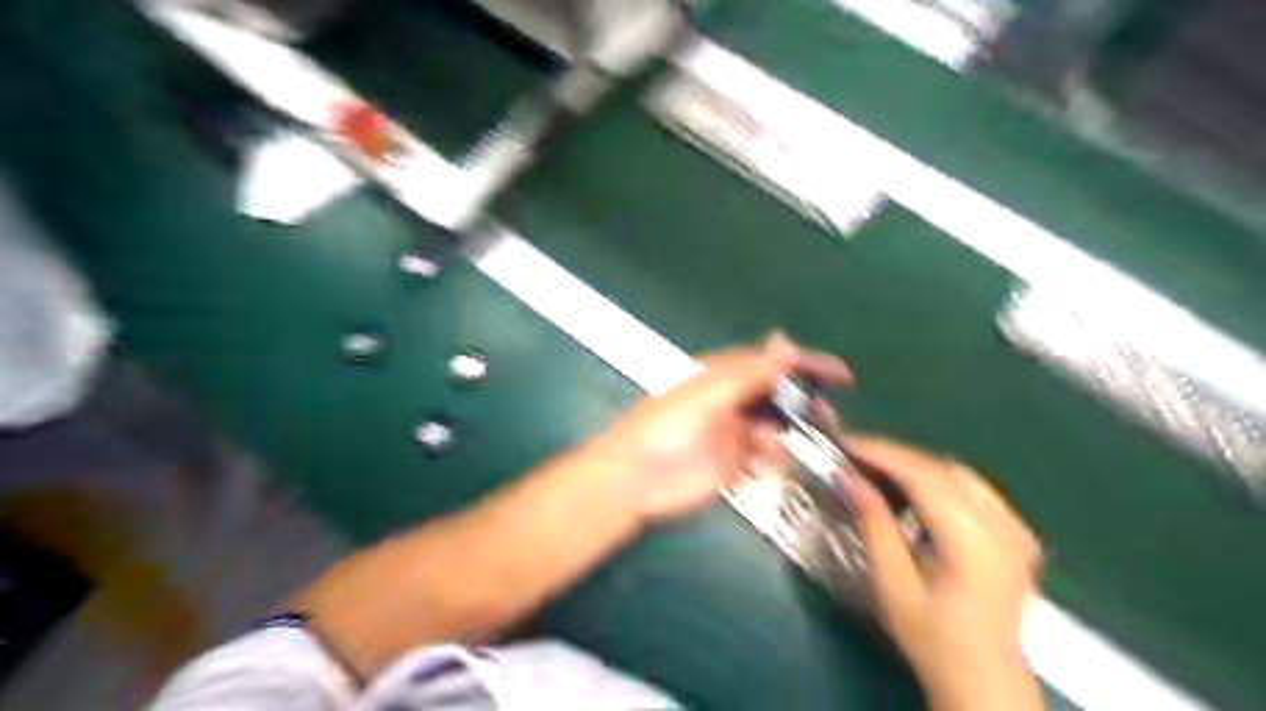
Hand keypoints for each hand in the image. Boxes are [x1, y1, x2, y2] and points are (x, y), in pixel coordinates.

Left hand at [594, 334, 849, 522]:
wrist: (634, 479)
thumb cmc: (666, 428)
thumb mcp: (709, 396)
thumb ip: (749, 374)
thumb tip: (786, 341)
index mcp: (723, 377)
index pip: (772, 364)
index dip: (806, 365)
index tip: (841, 375)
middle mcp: (732, 401)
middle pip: (779, 397)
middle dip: (804, 405)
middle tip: (828, 418)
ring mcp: (733, 433)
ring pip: (775, 429)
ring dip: (787, 437)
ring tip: (789, 448)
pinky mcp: (732, 464)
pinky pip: (764, 459)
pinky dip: (771, 462)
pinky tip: (766, 468)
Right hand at [843, 437, 1043, 709]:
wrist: (985, 678)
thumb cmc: (932, 638)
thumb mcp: (892, 584)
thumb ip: (874, 524)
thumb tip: (849, 478)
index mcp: (975, 542)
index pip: (924, 477)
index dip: (883, 454)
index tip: (846, 444)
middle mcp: (1003, 526)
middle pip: (942, 469)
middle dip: (894, 456)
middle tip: (854, 455)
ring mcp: (1016, 528)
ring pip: (958, 474)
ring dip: (915, 466)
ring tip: (877, 470)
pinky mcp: (1016, 533)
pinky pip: (972, 489)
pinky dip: (937, 480)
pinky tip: (913, 491)